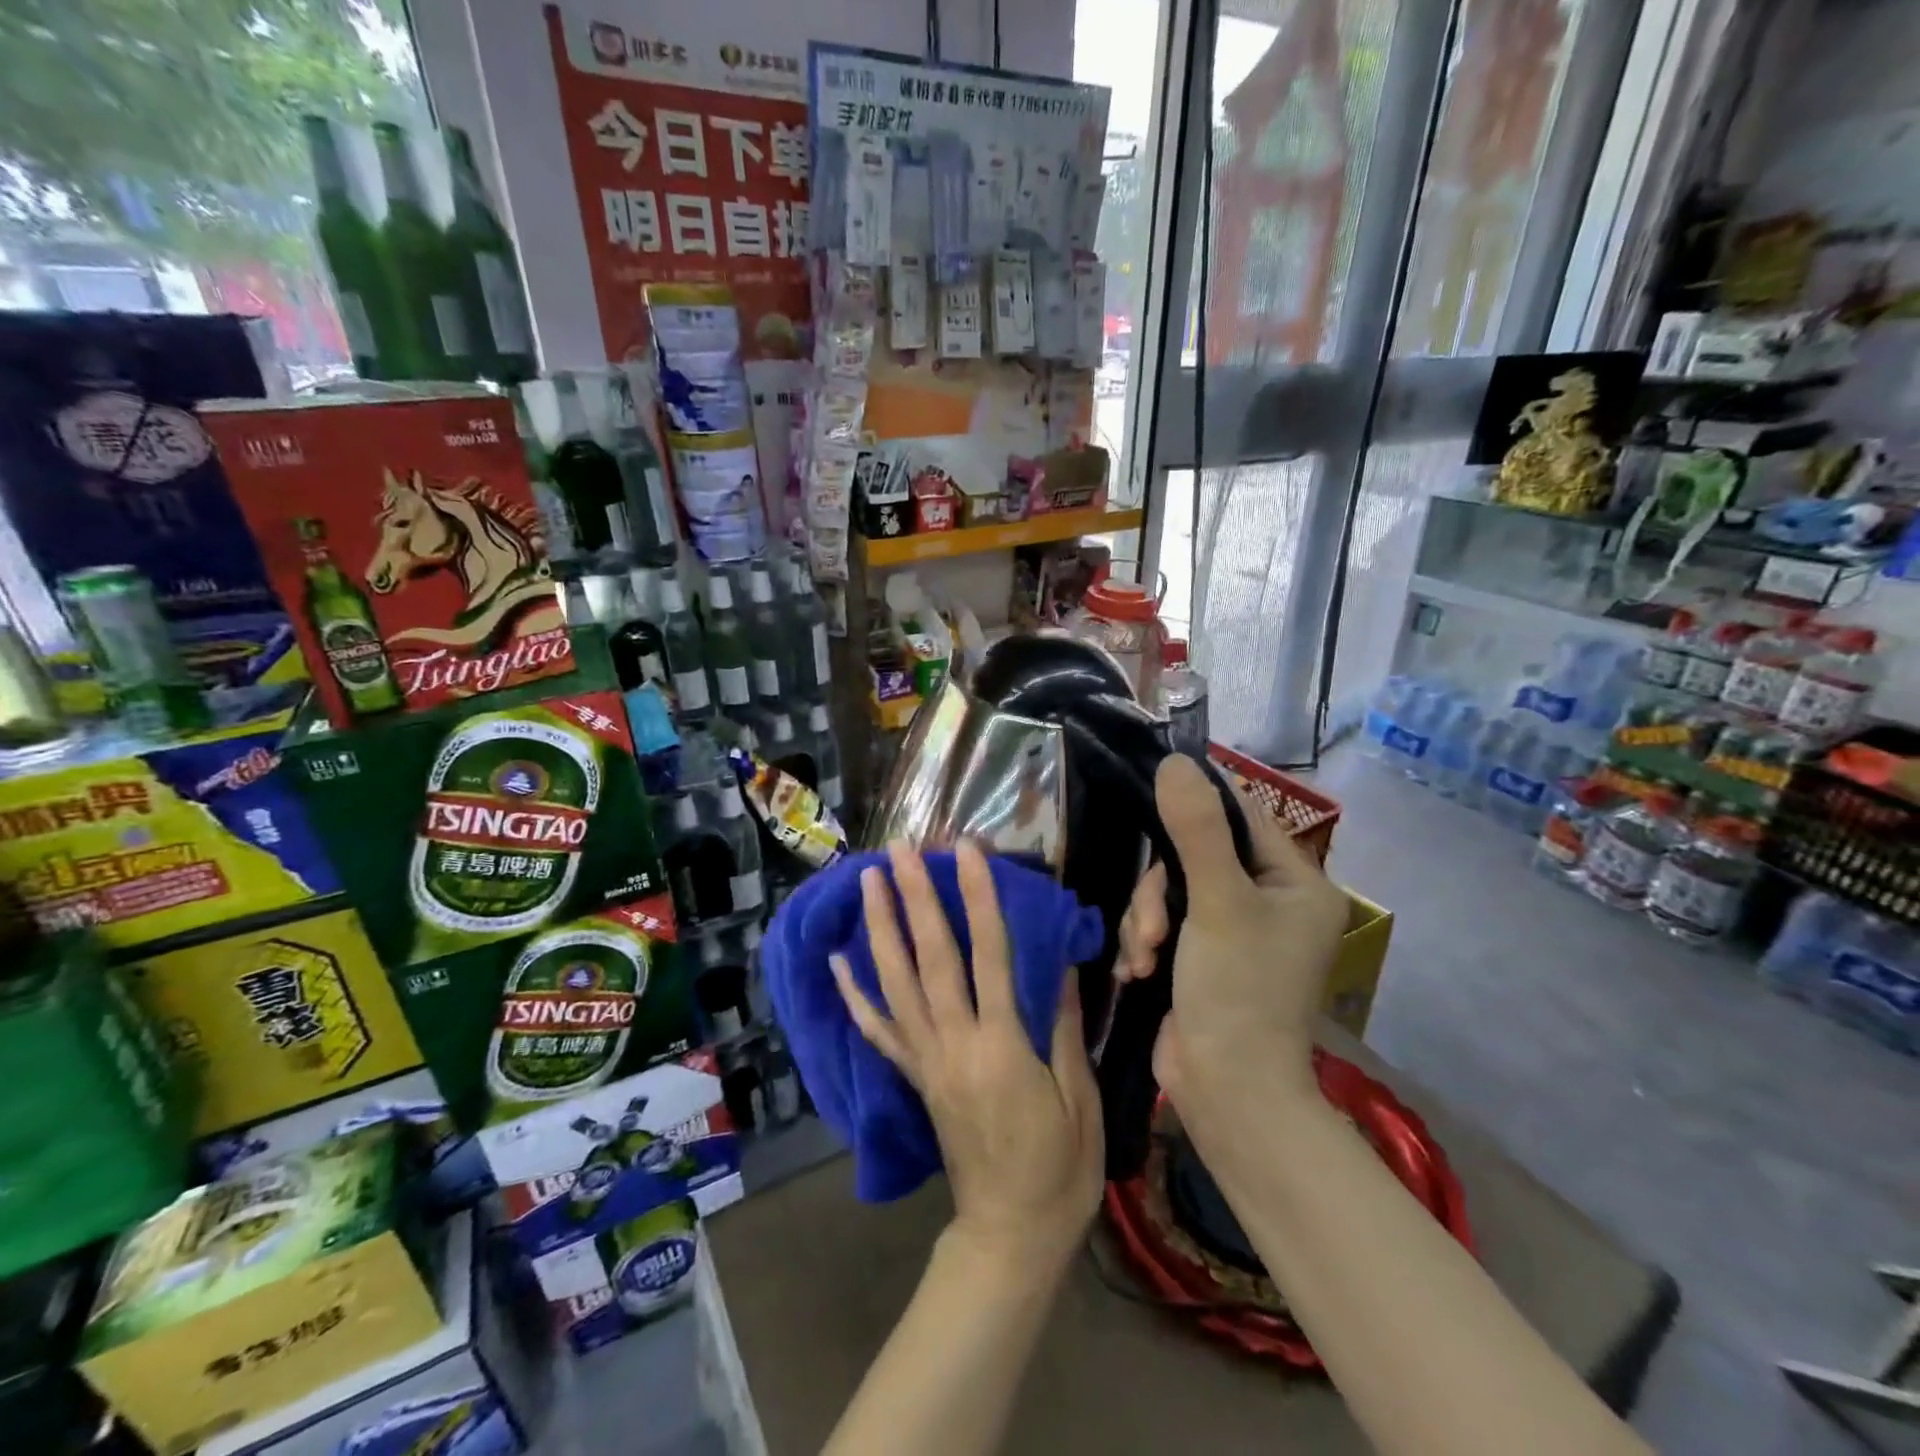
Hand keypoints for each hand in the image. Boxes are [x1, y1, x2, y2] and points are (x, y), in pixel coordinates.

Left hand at [833, 840, 1103, 1276]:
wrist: (1010, 1235)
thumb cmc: (1060, 1169)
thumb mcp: (1081, 1100)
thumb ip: (1065, 1029)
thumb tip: (1061, 965)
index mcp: (1003, 1048)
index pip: (989, 956)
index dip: (978, 898)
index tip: (968, 851)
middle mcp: (954, 1044)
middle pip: (929, 959)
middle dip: (915, 898)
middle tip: (901, 849)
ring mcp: (926, 1061)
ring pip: (895, 984)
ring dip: (880, 928)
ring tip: (869, 880)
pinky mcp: (913, 1078)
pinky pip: (878, 1032)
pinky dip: (854, 995)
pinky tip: (837, 962)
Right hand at [1114, 756, 1348, 1121]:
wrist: (1228, 1094)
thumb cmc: (1238, 993)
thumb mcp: (1216, 903)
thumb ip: (1195, 829)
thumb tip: (1173, 762)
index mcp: (1295, 882)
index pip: (1241, 815)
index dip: (1195, 804)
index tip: (1150, 797)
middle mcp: (1270, 901)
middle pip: (1194, 855)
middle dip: (1160, 891)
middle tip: (1150, 928)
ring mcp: (1233, 931)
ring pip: (1168, 890)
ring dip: (1144, 920)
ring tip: (1140, 957)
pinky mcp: (1201, 956)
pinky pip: (1160, 921)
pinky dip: (1142, 941)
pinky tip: (1133, 969)